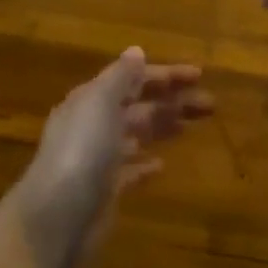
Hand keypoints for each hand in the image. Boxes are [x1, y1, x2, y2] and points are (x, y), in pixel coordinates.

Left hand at [13, 49, 211, 267]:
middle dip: (172, 101)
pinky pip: (129, 171)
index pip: (132, 79)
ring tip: (191, 126)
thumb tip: (136, 51)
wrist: (57, 217)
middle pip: (138, 106)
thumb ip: (120, 76)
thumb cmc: (81, 150)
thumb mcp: (100, 102)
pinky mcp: (105, 191)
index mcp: (91, 99)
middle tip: (210, 104)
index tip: (199, 75)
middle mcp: (94, 124)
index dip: (165, 75)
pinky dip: (145, 165)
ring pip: (137, 134)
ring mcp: (99, 158)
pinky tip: (162, 166)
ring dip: (163, 127)